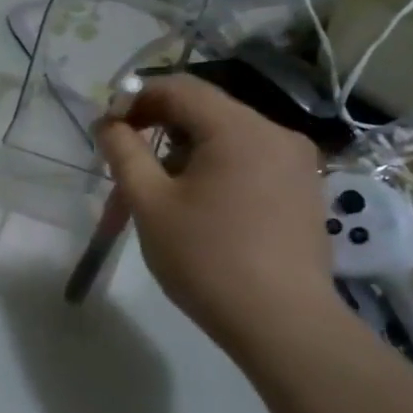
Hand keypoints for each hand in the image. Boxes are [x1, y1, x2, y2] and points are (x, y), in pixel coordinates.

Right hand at [97, 76, 338, 352]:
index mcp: (238, 128)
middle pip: (204, 109)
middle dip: (158, 127)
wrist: (283, 325)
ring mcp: (296, 161)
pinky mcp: (304, 189)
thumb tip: (108, 123)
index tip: (109, 131)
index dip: (135, 99)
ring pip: (226, 135)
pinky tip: (201, 203)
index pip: (178, 88)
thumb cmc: (207, 259)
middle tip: (128, 161)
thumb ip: (124, 152)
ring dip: (185, 149)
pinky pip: (250, 158)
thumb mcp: (150, 203)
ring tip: (161, 190)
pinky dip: (216, 166)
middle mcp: (275, 132)